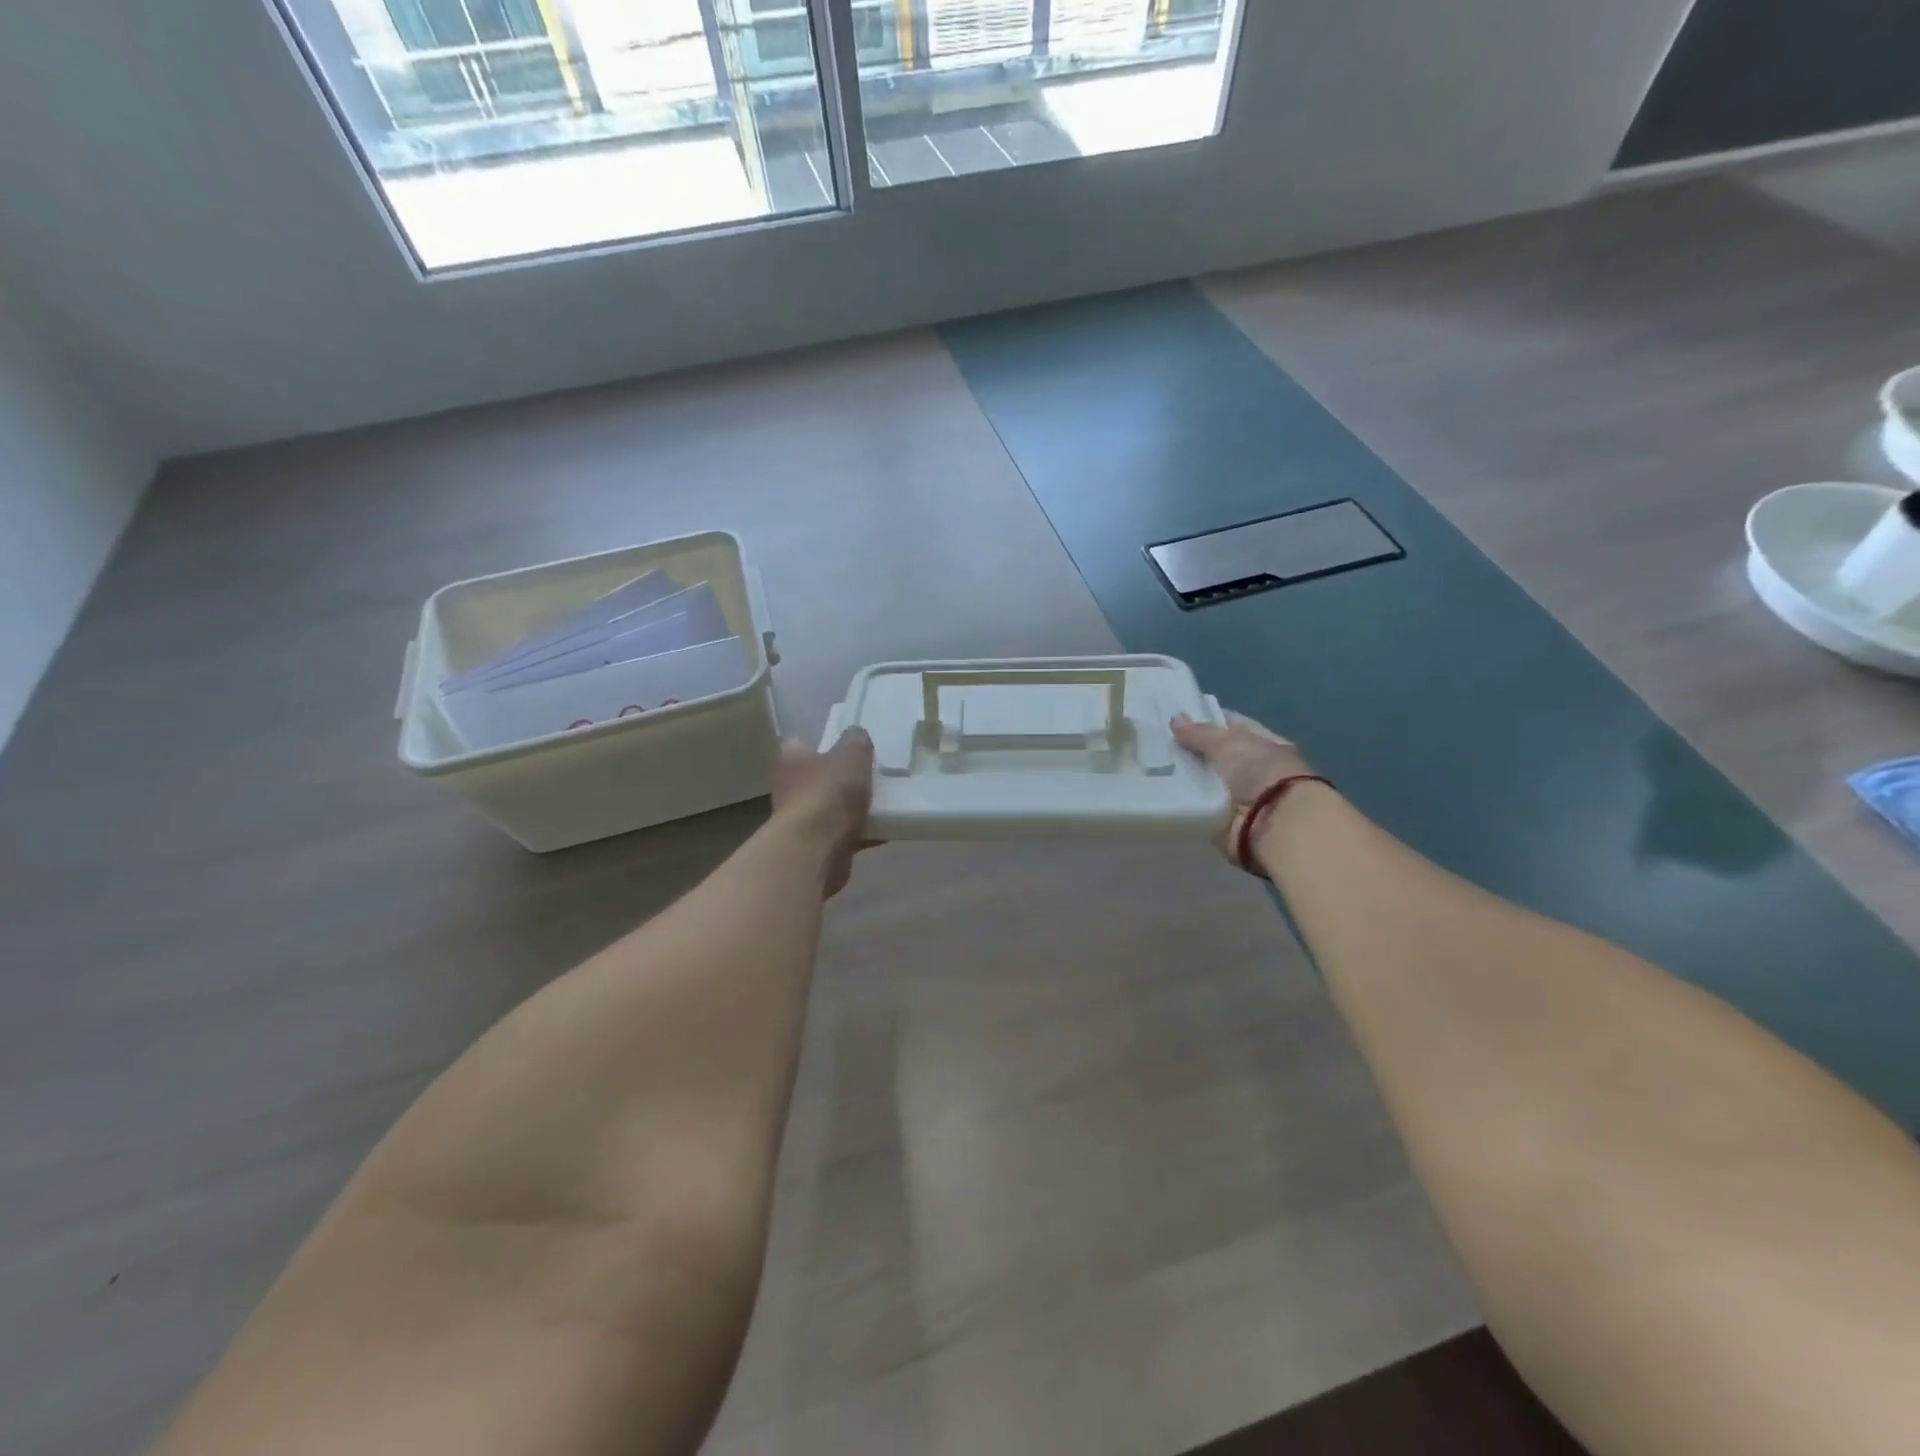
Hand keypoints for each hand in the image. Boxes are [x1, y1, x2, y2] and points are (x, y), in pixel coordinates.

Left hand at [772, 728, 874, 896]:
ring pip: (831, 807)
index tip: (848, 746)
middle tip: (871, 774)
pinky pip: (843, 833)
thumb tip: (857, 735)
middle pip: (818, 777)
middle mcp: (789, 787)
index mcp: (791, 758)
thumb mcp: (852, 754)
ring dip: (851, 807)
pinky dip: (861, 832)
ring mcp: (799, 819)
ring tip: (884, 802)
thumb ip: (857, 740)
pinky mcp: (814, 846)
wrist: (816, 848)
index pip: (801, 743)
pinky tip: (885, 830)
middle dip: (841, 777)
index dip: (824, 743)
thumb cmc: (829, 791)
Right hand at [1171, 712, 1319, 868]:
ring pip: (1204, 781)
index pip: (1234, 726)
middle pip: (1216, 756)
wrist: (1274, 825)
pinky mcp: (1224, 821)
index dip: (1208, 720)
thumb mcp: (1230, 743)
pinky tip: (1158, 792)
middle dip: (1190, 751)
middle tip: (1156, 742)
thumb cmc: (1261, 774)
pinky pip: (1198, 806)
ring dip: (1184, 777)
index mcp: (1265, 745)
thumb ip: (1201, 733)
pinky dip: (1183, 802)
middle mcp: (1254, 770)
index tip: (1177, 718)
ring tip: (1151, 766)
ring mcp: (1239, 797)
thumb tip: (1176, 719)